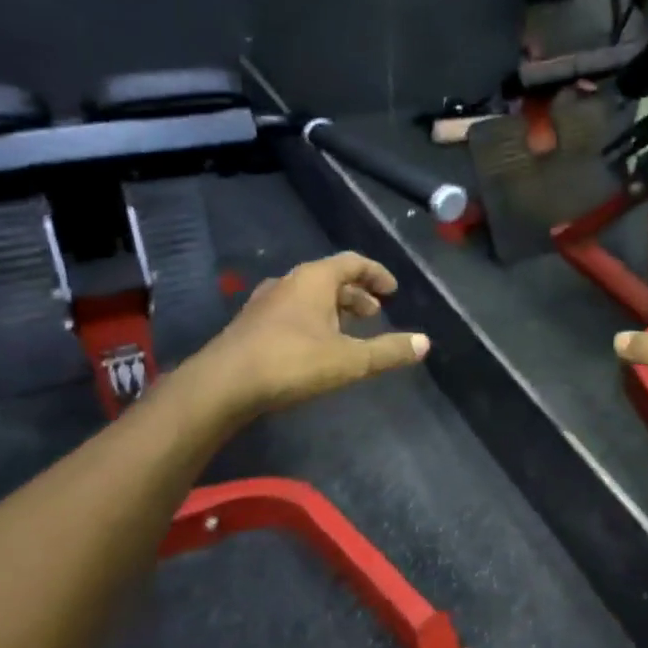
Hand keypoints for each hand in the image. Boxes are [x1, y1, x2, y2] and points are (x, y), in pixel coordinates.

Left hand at [188, 252, 427, 415]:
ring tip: (350, 331)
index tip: (393, 289)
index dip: (376, 273)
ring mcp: (265, 303)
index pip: (352, 262)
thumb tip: (424, 343)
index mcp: (314, 279)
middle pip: (330, 278)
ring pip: (308, 296)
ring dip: (333, 309)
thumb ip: (388, 351)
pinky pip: (291, 311)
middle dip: (356, 294)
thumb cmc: (292, 362)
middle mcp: (288, 282)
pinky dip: (313, 320)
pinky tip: (316, 346)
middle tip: (375, 313)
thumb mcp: (350, 360)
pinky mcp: (251, 325)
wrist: (222, 385)